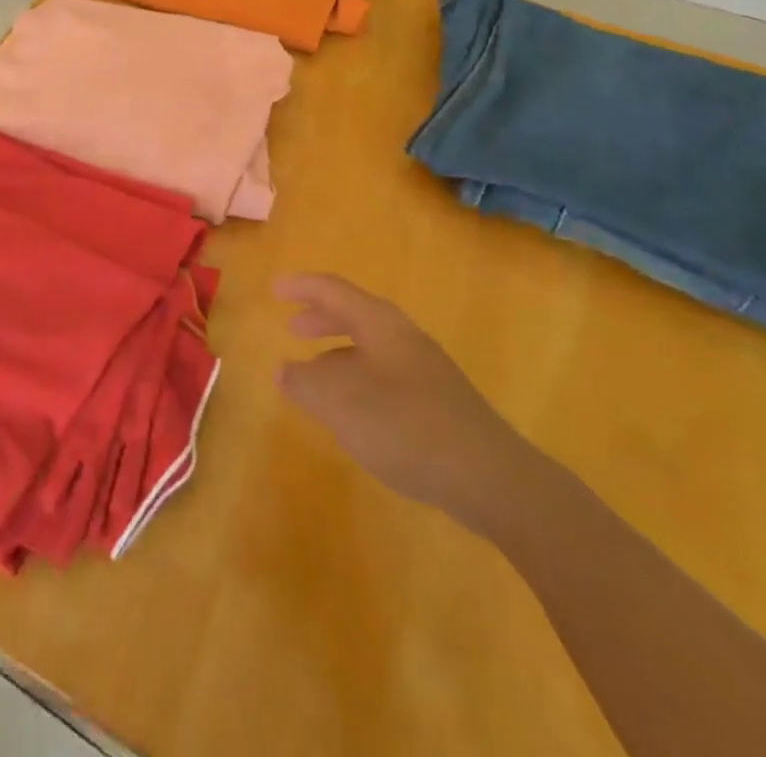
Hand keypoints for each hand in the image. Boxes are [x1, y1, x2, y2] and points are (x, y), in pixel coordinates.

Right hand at [276, 274, 536, 531]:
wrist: (490, 478)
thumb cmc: (405, 425)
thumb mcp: (339, 402)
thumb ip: (304, 382)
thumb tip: (283, 370)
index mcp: (379, 324)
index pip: (333, 290)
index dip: (301, 287)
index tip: (274, 290)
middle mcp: (403, 338)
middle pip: (355, 315)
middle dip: (321, 319)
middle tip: (292, 328)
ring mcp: (426, 371)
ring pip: (371, 348)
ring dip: (338, 353)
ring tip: (315, 374)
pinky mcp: (439, 404)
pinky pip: (386, 375)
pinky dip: (359, 379)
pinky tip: (353, 412)